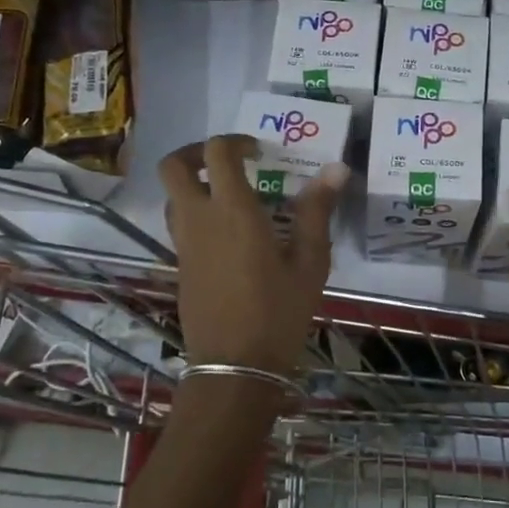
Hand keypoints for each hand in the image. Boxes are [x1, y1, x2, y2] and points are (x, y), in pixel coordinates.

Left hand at [158, 136, 346, 379]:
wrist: (235, 366)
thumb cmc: (278, 312)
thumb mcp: (309, 262)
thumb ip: (317, 211)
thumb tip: (336, 169)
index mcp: (232, 211)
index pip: (216, 153)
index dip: (235, 141)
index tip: (259, 152)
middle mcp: (199, 219)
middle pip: (173, 167)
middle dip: (195, 152)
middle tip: (228, 161)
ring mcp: (183, 244)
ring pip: (172, 196)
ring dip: (194, 184)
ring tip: (230, 196)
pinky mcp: (180, 266)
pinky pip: (179, 224)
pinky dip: (196, 213)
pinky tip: (230, 235)